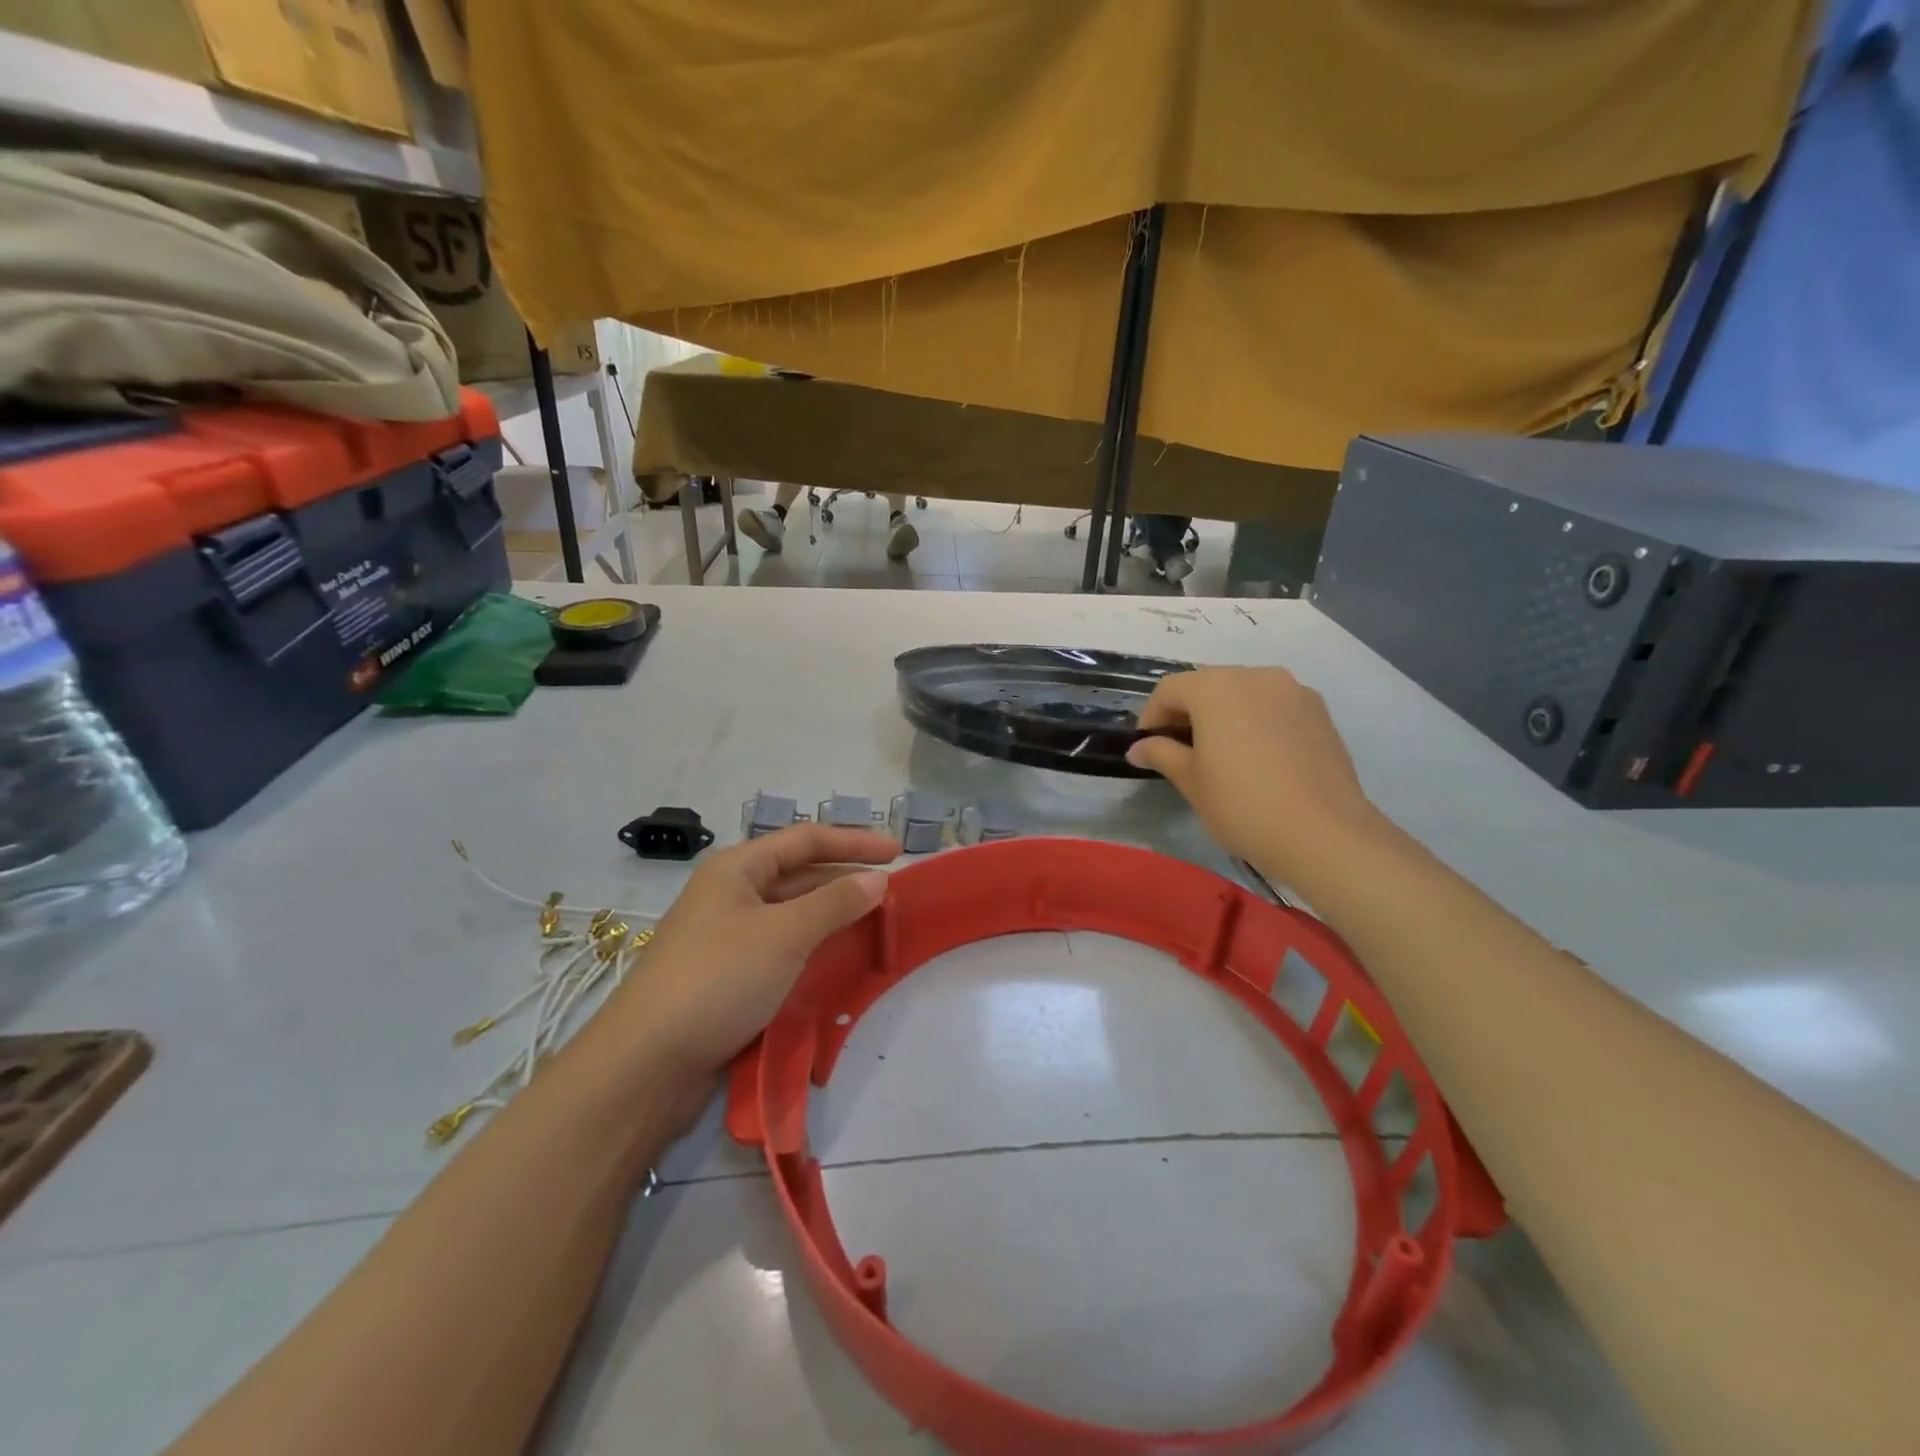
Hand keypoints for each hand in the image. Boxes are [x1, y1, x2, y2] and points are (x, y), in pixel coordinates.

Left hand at [605, 826, 896, 1083]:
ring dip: (832, 917)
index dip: (854, 841)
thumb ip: (836, 903)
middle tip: (892, 895)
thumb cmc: (719, 979)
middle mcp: (732, 894)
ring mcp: (728, 936)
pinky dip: (813, 949)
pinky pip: (781, 948)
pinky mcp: (728, 976)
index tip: (899, 852)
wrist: (647, 1064)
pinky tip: (839, 962)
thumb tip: (878, 878)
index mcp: (738, 868)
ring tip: (874, 925)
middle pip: (799, 874)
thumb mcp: (785, 934)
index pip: (807, 839)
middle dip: (845, 880)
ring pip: (792, 914)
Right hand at [1127, 667, 1381, 880]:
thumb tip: (1138, 748)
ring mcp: (1294, 692)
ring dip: (1224, 716)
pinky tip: (1259, 759)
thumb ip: (1161, 754)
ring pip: (1244, 694)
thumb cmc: (1242, 803)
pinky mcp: (1320, 713)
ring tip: (1222, 755)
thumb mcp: (1190, 780)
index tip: (1148, 748)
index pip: (1170, 689)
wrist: (1323, 833)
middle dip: (1188, 713)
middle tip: (1181, 752)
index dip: (1152, 716)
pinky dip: (1257, 722)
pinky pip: (1274, 707)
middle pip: (1208, 685)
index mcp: (1216, 687)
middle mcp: (1256, 676)